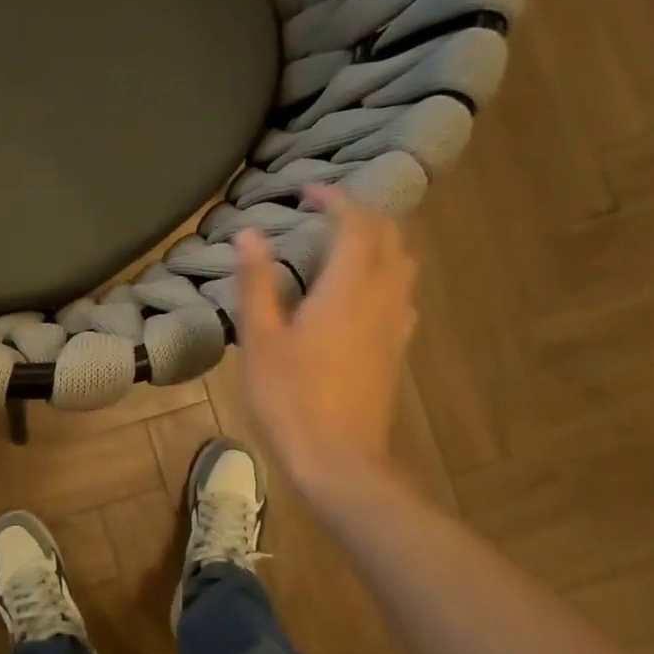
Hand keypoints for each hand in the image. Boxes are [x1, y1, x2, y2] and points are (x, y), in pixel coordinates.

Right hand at [235, 184, 418, 489]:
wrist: (340, 461)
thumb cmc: (291, 398)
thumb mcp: (261, 339)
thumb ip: (257, 283)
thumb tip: (250, 234)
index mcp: (348, 288)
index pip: (356, 224)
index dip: (335, 200)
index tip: (308, 193)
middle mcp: (382, 297)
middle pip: (388, 237)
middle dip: (361, 215)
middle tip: (325, 214)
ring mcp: (396, 325)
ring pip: (402, 264)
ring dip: (378, 243)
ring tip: (343, 246)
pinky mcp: (397, 349)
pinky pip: (402, 294)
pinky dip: (385, 274)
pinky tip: (360, 293)